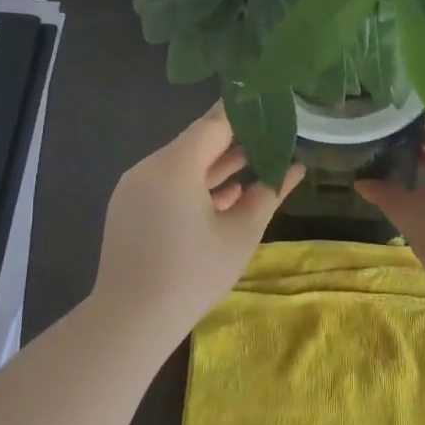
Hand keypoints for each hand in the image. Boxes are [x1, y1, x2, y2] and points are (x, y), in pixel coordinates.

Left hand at [92, 104, 303, 328]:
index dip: (244, 113)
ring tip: (254, 166)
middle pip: (196, 141)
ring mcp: (134, 186)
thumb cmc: (194, 274)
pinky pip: (166, 183)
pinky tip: (224, 198)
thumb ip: (269, 193)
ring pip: (181, 163)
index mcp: (176, 164)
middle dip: (234, 141)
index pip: (214, 123)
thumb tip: (296, 168)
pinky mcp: (127, 206)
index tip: (270, 104)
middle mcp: (150, 166)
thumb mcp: (241, 233)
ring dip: (215, 165)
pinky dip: (194, 185)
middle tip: (271, 137)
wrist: (131, 320)